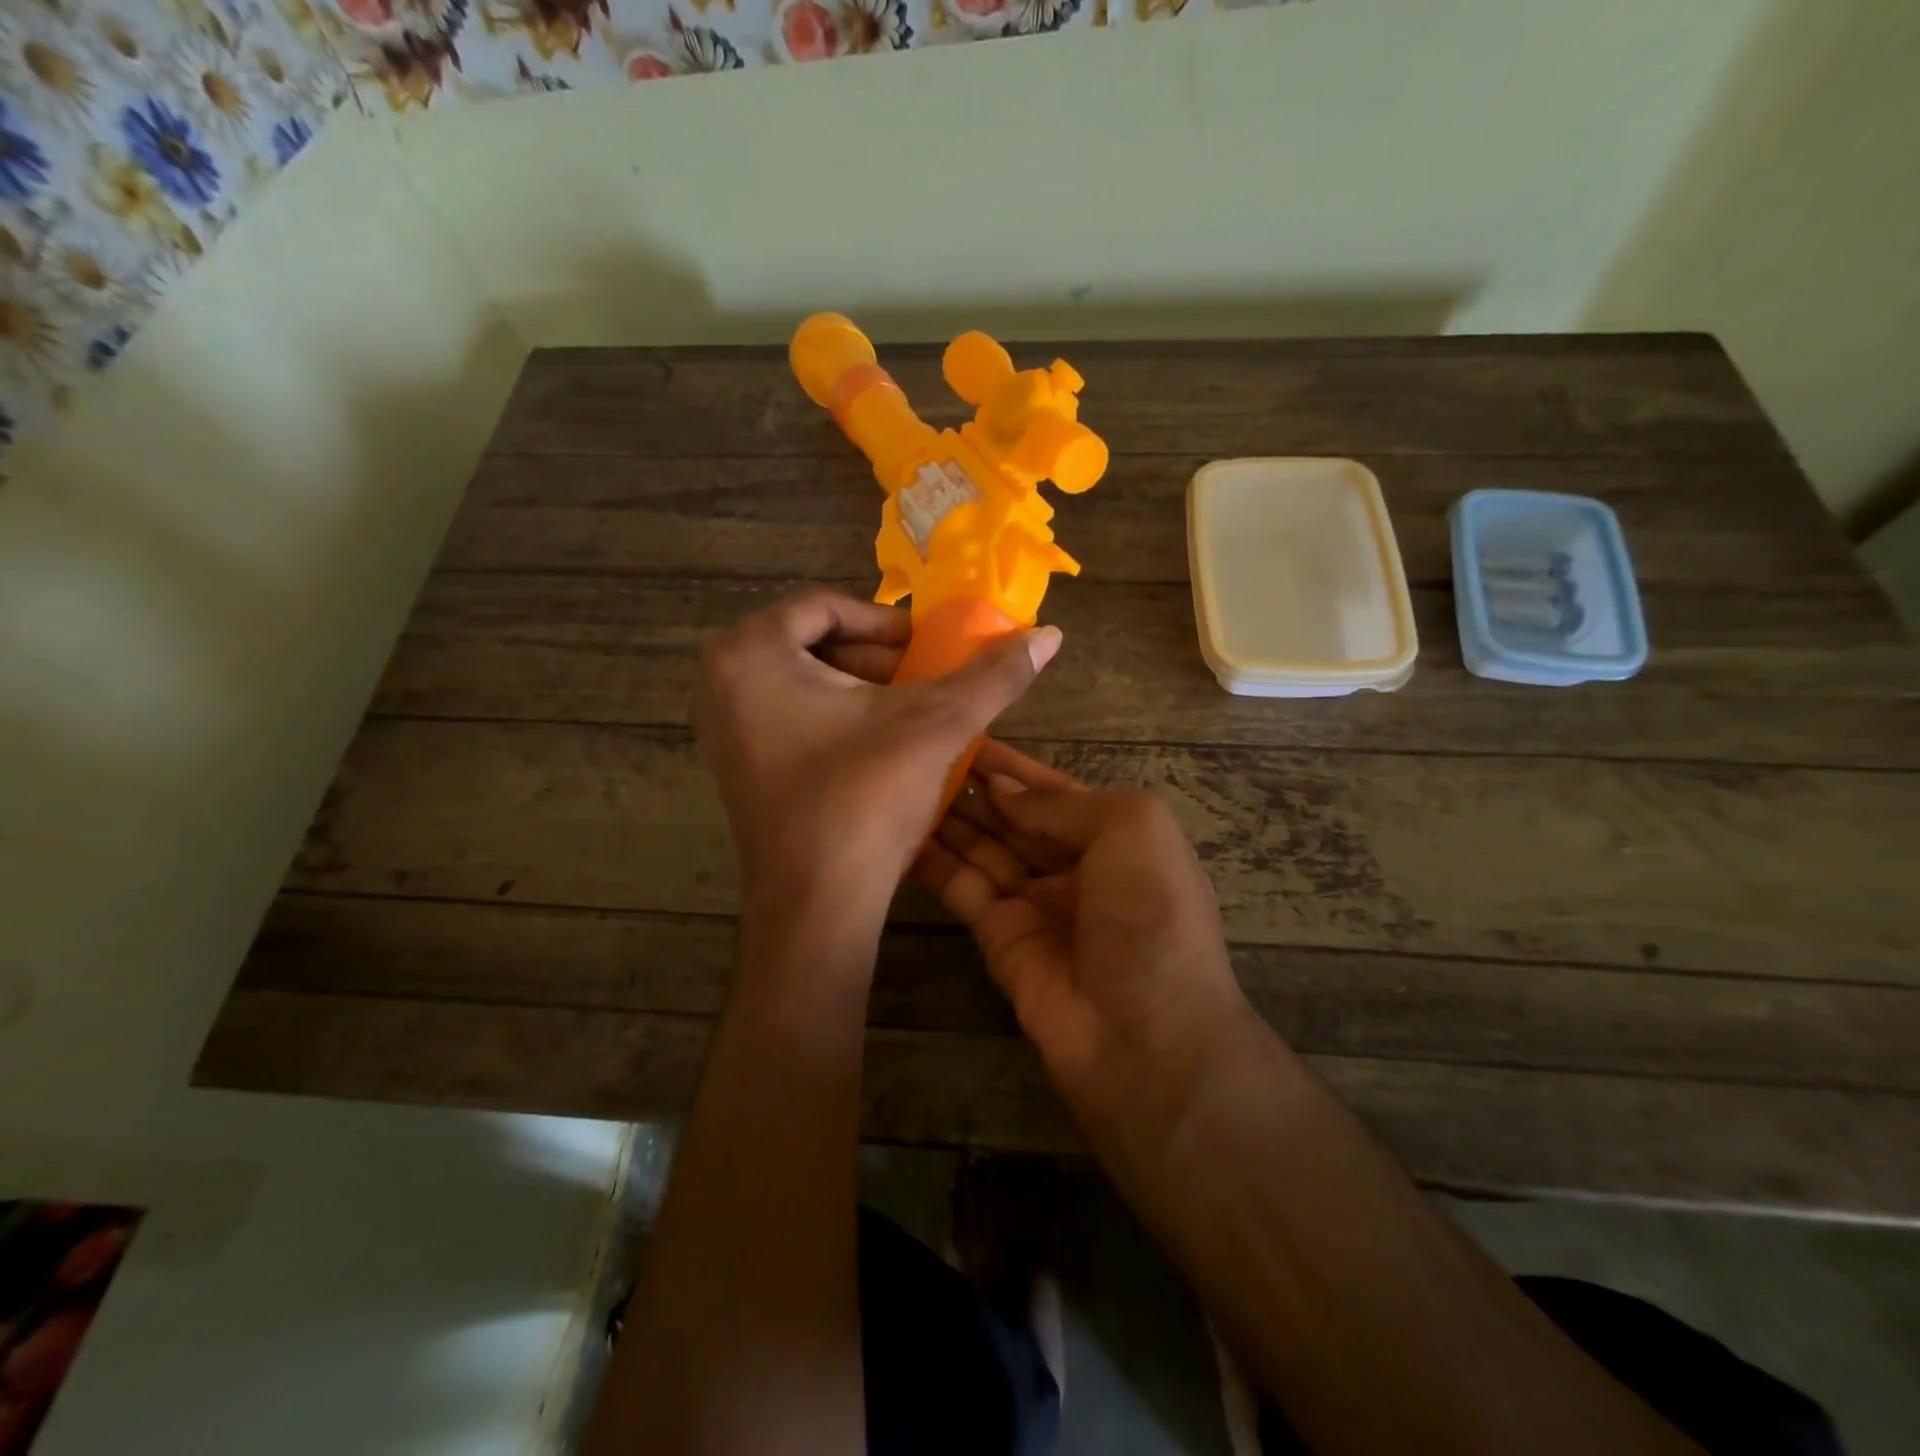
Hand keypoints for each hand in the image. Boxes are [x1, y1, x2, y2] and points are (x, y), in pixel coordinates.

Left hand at [693, 588, 1059, 928]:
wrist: (817, 902)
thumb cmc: (866, 798)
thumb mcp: (936, 724)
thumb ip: (993, 674)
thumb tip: (1048, 634)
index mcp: (752, 651)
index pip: (826, 606)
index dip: (886, 625)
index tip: (928, 649)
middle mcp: (721, 680)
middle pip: (811, 641)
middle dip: (874, 658)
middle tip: (922, 681)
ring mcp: (721, 726)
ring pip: (800, 680)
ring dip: (858, 688)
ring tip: (908, 715)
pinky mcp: (734, 764)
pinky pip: (786, 715)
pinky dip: (832, 718)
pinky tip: (876, 747)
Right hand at [914, 745, 1256, 1115]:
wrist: (1144, 1038)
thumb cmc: (1150, 915)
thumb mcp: (1131, 829)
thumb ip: (1063, 803)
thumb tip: (1002, 789)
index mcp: (1116, 838)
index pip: (1055, 792)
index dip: (1014, 766)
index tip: (966, 734)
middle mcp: (1074, 867)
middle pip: (1015, 818)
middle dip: (976, 787)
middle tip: (923, 753)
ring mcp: (1034, 903)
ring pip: (984, 847)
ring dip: (950, 816)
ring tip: (904, 780)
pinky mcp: (997, 937)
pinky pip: (962, 886)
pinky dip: (934, 860)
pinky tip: (901, 828)